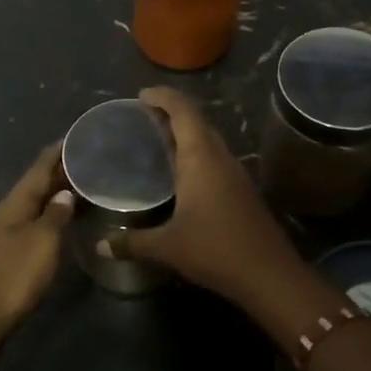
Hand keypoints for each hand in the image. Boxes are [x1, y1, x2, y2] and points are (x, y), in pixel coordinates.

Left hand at [0, 143, 75, 354]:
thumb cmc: (14, 275)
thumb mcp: (42, 242)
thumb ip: (55, 215)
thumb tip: (64, 193)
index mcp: (14, 204)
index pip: (38, 168)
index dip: (57, 152)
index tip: (76, 136)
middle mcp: (7, 213)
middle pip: (35, 185)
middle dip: (58, 171)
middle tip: (87, 159)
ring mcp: (5, 234)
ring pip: (34, 205)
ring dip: (55, 194)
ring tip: (81, 185)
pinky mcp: (8, 254)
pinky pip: (33, 223)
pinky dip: (50, 215)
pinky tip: (63, 221)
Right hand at [125, 87, 302, 306]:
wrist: (270, 275)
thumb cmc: (215, 250)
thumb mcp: (167, 247)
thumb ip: (131, 243)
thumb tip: (100, 245)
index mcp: (201, 158)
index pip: (183, 112)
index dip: (162, 97)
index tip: (141, 95)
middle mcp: (219, 158)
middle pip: (197, 121)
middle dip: (171, 112)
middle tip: (143, 115)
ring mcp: (234, 174)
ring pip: (208, 140)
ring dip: (184, 133)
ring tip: (157, 137)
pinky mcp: (241, 191)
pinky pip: (214, 159)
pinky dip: (194, 153)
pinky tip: (181, 172)